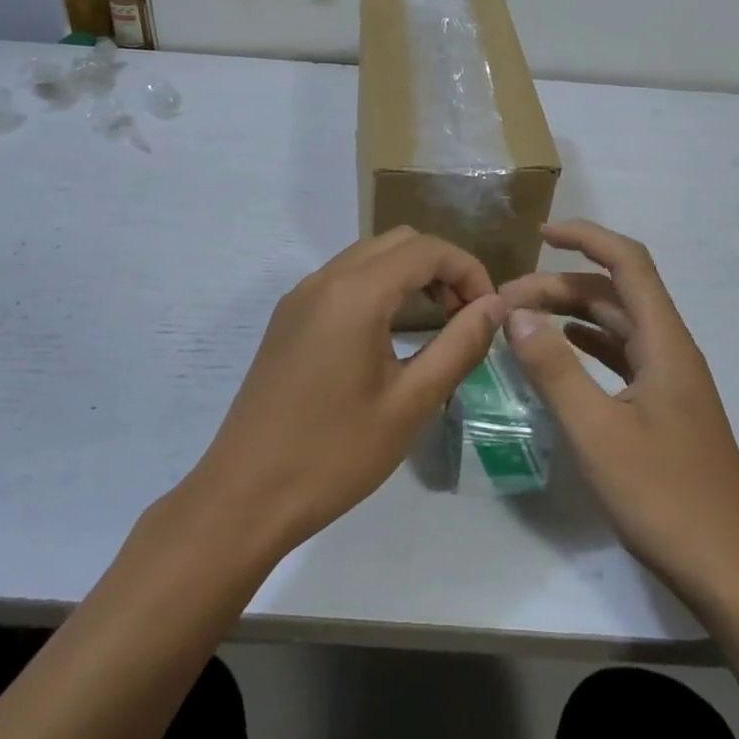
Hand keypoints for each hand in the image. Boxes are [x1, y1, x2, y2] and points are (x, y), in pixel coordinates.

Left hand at [188, 227, 503, 557]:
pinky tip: (390, 333)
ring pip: (369, 256)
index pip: (427, 249)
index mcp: (355, 293)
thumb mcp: (410, 404)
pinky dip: (379, 287)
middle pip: (398, 242)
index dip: (468, 270)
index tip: (489, 310)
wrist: (244, 496)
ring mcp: (301, 295)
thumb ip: (459, 345)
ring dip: (410, 275)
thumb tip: (494, 305)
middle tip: (465, 316)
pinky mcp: (288, 317)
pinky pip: (344, 278)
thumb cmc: (334, 454)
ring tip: (436, 323)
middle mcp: (325, 279)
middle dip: (441, 267)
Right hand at [500, 221, 738, 611]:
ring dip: (571, 314)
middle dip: (560, 286)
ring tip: (522, 322)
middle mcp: (670, 350)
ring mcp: (670, 381)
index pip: (627, 262)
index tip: (539, 235)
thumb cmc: (666, 499)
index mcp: (664, 342)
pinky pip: (621, 356)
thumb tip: (516, 314)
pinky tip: (560, 354)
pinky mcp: (665, 409)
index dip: (585, 237)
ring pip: (616, 324)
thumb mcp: (597, 433)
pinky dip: (586, 344)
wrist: (734, 576)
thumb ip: (554, 370)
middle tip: (506, 302)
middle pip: (614, 293)